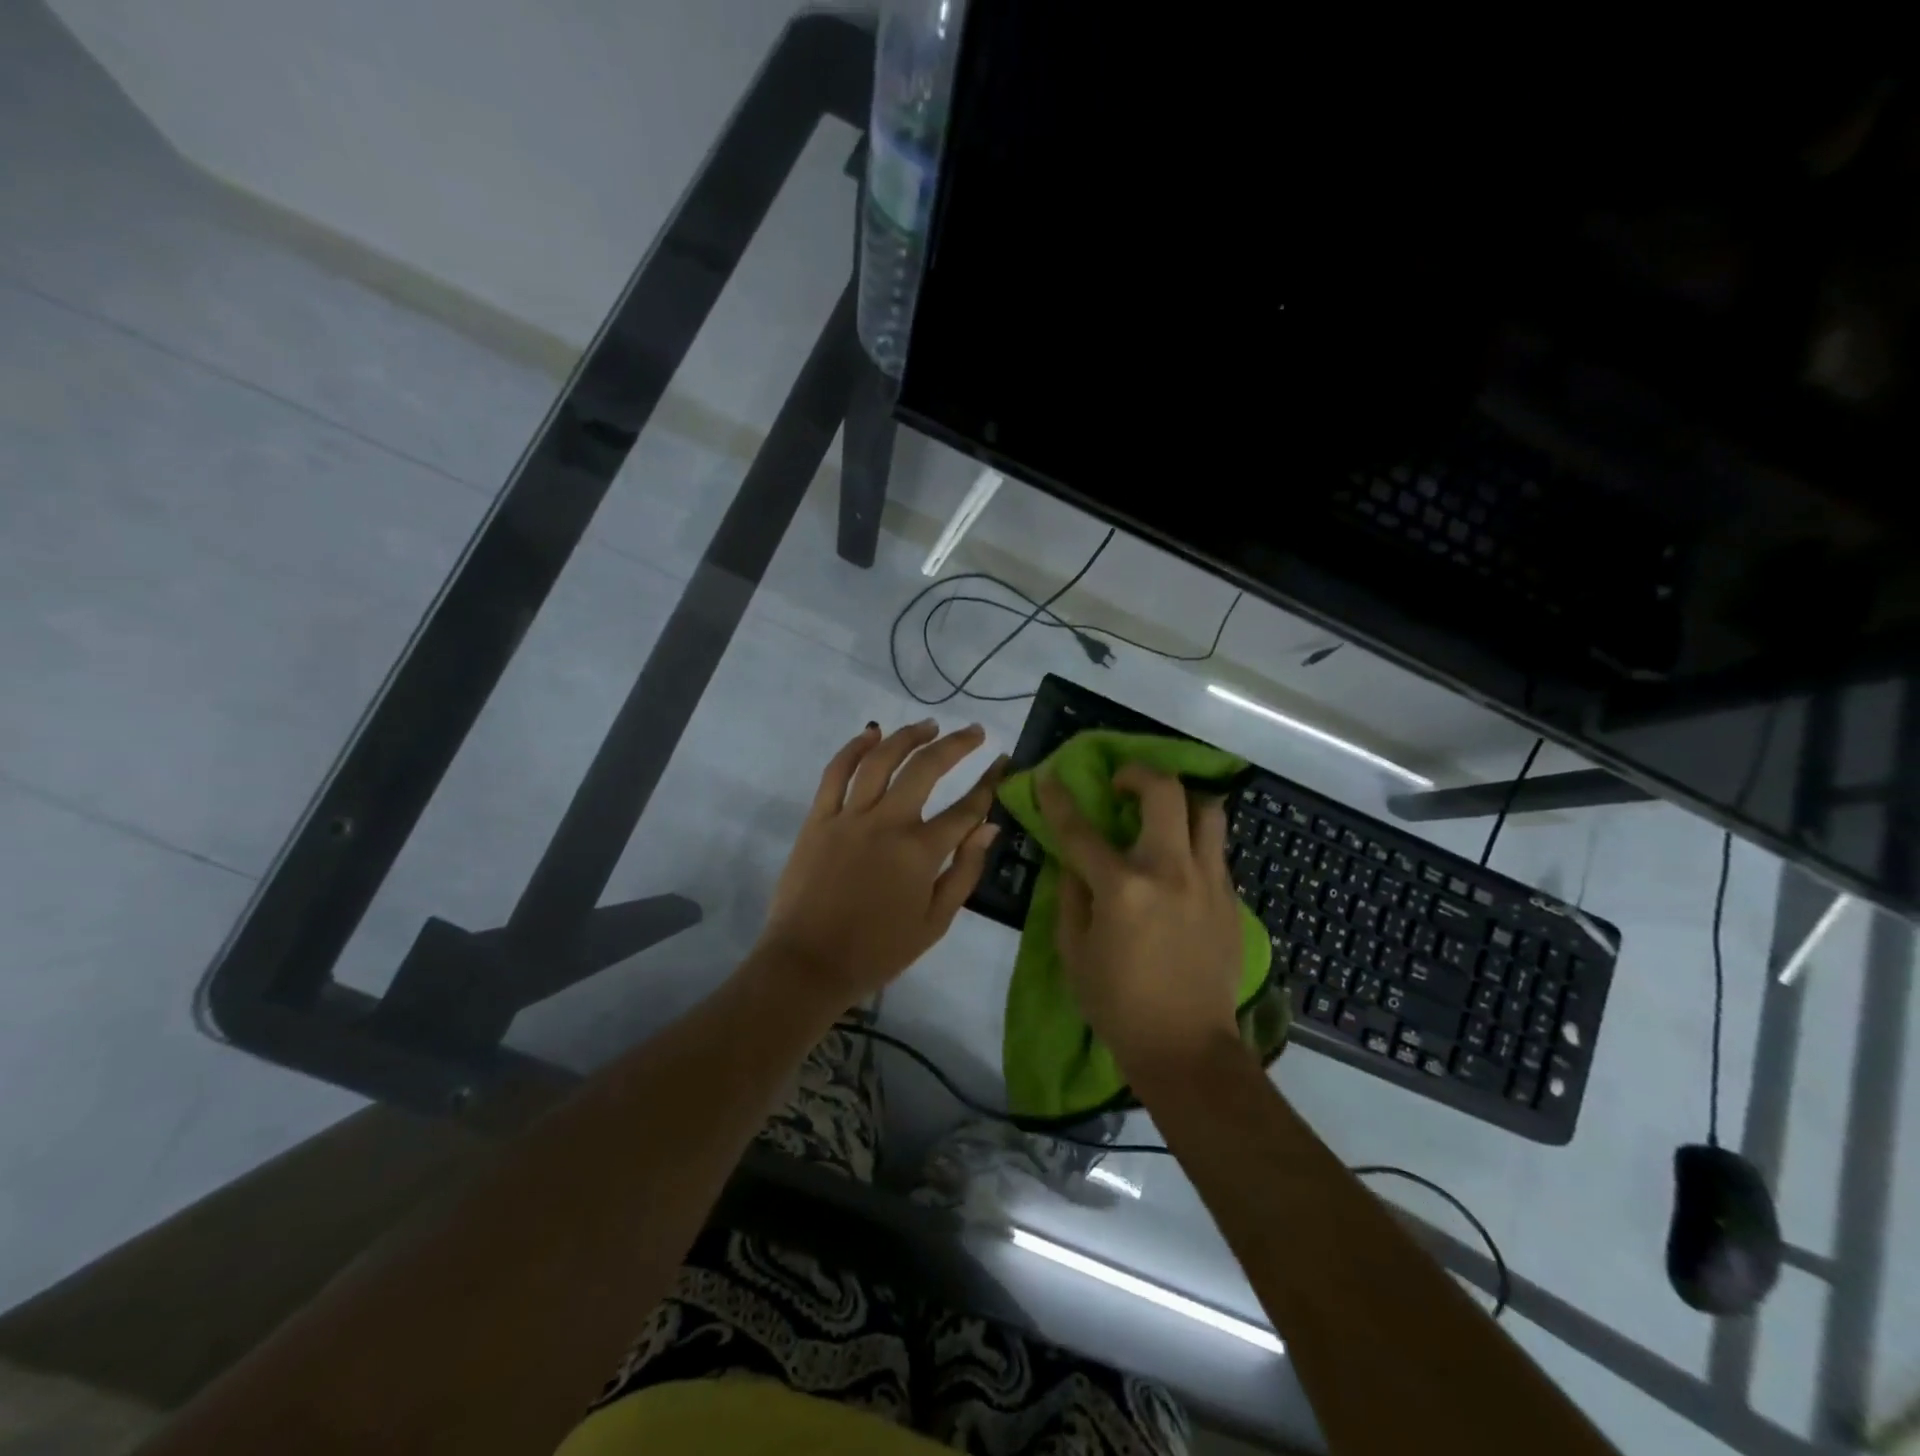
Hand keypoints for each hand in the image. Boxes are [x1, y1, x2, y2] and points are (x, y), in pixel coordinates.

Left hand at [754, 720, 1005, 1012]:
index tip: (1004, 762)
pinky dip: (853, 747)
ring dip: (908, 736)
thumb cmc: (878, 951)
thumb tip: (989, 827)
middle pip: (926, 768)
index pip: (966, 808)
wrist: (809, 965)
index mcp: (920, 852)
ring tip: (929, 725)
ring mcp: (849, 817)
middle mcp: (887, 823)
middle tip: (975, 732)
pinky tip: (872, 732)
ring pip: (881, 759)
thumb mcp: (935, 923)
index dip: (990, 782)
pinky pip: (835, 772)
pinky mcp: (818, 818)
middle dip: (956, 744)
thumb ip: (964, 871)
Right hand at [1037, 764, 1245, 1081]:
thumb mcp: (1074, 952)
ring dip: (1180, 800)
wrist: (1187, 1048)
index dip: (1059, 799)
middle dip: (1138, 774)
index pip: (1082, 830)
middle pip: (1164, 792)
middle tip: (1121, 785)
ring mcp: (1208, 882)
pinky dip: (1195, 840)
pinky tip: (1179, 862)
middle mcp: (1170, 872)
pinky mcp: (1231, 899)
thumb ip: (1070, 897)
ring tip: (1162, 813)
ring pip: (1207, 810)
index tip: (1048, 777)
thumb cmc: (1118, 1005)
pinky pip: (1216, 849)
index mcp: (1123, 888)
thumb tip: (1072, 863)